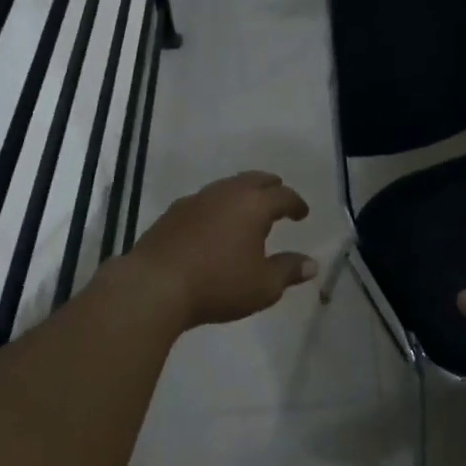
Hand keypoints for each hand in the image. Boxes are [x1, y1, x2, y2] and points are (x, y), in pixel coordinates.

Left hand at [126, 171, 316, 328]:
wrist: (154, 285)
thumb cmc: (217, 284)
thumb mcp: (263, 286)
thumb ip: (289, 271)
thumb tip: (312, 264)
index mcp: (253, 205)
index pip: (283, 195)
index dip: (296, 203)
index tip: (302, 214)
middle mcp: (226, 193)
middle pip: (254, 180)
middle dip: (270, 188)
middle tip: (278, 200)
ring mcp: (196, 199)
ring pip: (227, 187)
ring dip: (242, 195)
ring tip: (247, 212)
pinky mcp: (173, 212)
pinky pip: (205, 200)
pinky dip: (218, 206)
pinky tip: (215, 224)